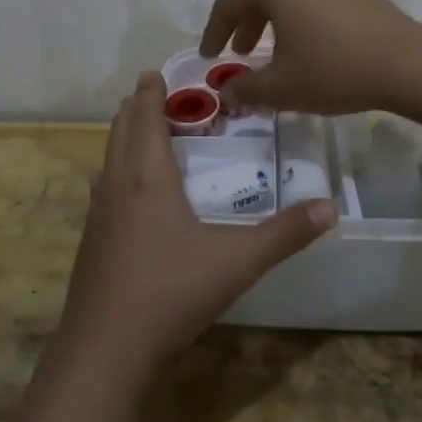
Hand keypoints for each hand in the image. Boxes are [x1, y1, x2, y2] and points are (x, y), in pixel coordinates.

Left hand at [60, 72, 335, 372]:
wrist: (105, 349)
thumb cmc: (170, 292)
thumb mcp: (236, 262)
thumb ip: (284, 234)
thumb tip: (330, 207)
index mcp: (147, 177)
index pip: (145, 117)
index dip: (150, 92)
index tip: (156, 72)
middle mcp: (117, 185)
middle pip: (120, 130)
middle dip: (136, 107)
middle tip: (155, 93)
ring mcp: (98, 214)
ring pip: (108, 157)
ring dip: (124, 136)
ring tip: (145, 132)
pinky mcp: (91, 241)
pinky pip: (104, 187)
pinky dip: (117, 169)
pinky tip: (129, 191)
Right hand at [198, 0, 421, 114]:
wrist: (408, 64)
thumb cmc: (334, 70)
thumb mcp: (281, 87)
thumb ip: (246, 88)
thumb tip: (228, 90)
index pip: (228, 4)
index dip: (212, 32)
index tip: (208, 58)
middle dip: (242, 25)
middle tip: (238, 54)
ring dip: (270, 24)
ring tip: (271, 54)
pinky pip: (310, 0)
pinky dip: (296, 21)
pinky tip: (306, 49)